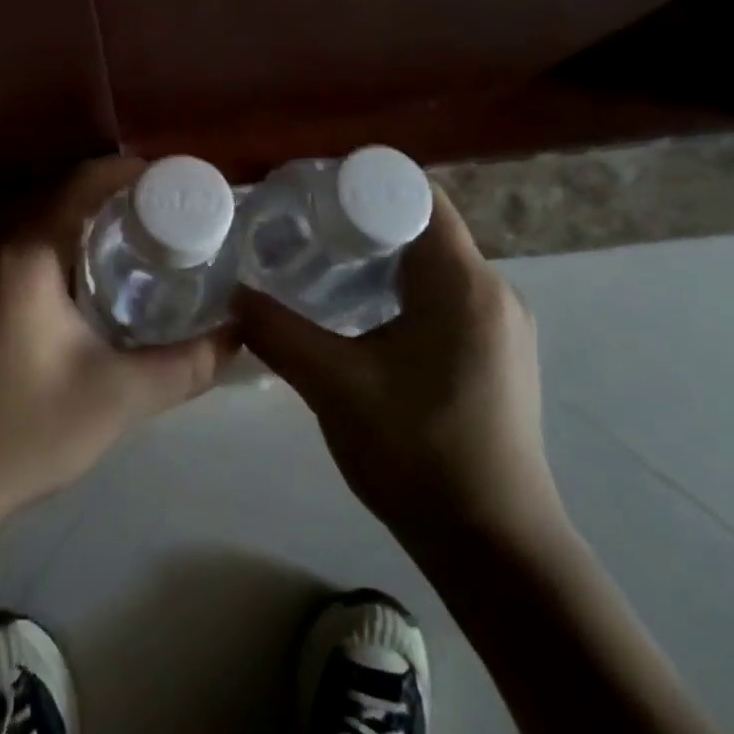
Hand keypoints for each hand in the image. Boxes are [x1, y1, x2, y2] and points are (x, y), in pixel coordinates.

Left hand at [0, 157, 236, 527]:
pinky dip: (52, 243)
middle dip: (114, 197)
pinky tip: (77, 283)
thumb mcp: (118, 398)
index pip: (86, 179)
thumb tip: (239, 335)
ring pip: (33, 217)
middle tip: (165, 222)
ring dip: (80, 220)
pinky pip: (13, 244)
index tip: (178, 190)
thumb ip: (188, 364)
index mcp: (24, 250)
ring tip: (131, 247)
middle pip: (59, 191)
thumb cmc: (21, 433)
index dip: (135, 174)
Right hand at [233, 186, 560, 549]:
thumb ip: (277, 332)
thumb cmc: (418, 452)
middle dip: (363, 222)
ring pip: (433, 266)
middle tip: (304, 231)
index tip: (312, 194)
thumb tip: (233, 294)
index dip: (363, 184)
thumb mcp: (334, 385)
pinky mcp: (497, 356)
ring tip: (322, 269)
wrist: (496, 549)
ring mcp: (501, 326)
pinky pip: (445, 298)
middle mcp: (493, 292)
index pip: (418, 196)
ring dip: (381, 261)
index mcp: (464, 283)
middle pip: (423, 227)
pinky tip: (360, 319)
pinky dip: (401, 292)